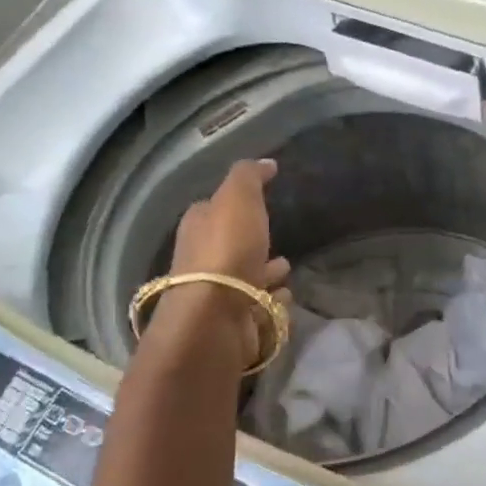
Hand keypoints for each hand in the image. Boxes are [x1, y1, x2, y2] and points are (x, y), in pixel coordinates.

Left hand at [154, 159, 290, 363]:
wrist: (216, 318)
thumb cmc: (226, 251)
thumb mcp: (238, 199)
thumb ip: (249, 177)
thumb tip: (266, 163)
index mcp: (198, 227)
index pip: (212, 209)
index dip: (233, 204)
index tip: (258, 200)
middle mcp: (203, 261)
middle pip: (230, 246)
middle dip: (251, 242)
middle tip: (276, 239)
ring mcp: (219, 295)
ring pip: (247, 278)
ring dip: (265, 273)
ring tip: (287, 269)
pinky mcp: (236, 322)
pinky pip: (260, 307)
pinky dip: (272, 301)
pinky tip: (285, 297)